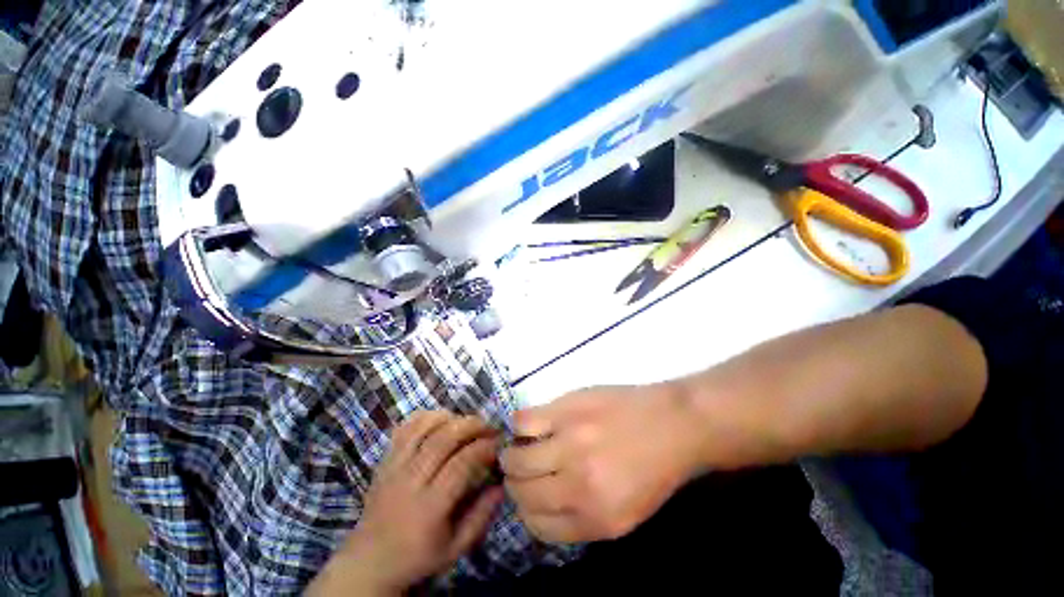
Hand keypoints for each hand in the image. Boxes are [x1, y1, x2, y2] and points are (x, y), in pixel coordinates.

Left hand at [308, 411, 504, 595]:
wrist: (369, 561)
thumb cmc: (417, 556)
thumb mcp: (455, 548)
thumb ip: (481, 516)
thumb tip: (502, 484)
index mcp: (429, 507)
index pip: (460, 464)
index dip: (483, 447)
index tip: (497, 443)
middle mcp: (410, 481)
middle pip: (443, 439)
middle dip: (471, 425)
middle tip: (488, 426)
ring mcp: (394, 467)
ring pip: (423, 428)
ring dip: (450, 417)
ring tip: (466, 422)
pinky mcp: (385, 460)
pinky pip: (404, 428)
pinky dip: (425, 417)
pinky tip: (440, 419)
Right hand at [501, 385, 704, 542]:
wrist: (674, 424)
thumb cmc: (654, 468)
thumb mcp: (627, 514)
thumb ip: (583, 518)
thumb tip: (541, 507)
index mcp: (596, 520)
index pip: (538, 527)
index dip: (527, 511)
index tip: (527, 497)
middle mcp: (578, 485)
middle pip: (522, 493)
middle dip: (514, 485)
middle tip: (519, 472)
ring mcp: (570, 443)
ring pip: (516, 459)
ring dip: (510, 456)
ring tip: (517, 448)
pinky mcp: (567, 409)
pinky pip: (524, 421)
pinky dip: (518, 426)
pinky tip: (528, 425)